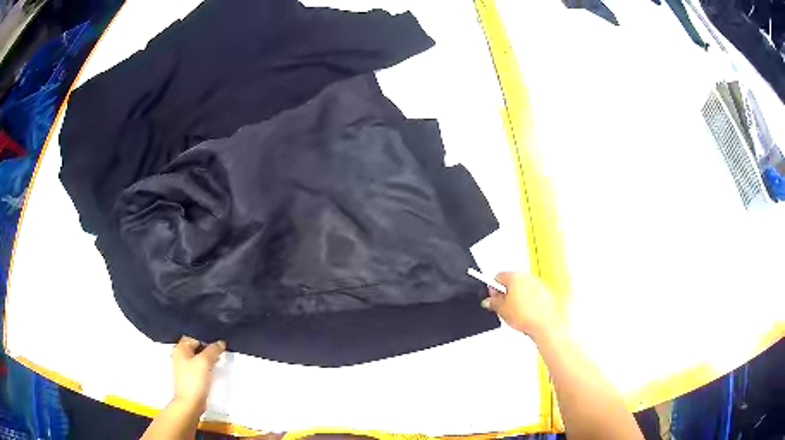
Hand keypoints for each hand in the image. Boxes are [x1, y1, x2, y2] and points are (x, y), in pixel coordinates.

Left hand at [171, 336, 225, 412]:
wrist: (190, 403)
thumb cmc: (194, 381)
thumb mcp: (204, 362)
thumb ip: (213, 350)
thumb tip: (221, 343)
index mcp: (180, 348)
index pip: (194, 336)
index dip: (207, 338)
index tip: (219, 343)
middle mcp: (180, 355)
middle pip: (196, 346)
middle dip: (208, 348)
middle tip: (220, 351)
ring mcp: (184, 366)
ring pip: (198, 356)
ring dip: (208, 357)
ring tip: (219, 360)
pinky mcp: (190, 376)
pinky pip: (199, 366)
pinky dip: (206, 365)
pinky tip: (213, 368)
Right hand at [481, 272, 561, 342]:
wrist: (544, 323)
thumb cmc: (526, 315)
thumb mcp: (501, 310)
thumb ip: (492, 302)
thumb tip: (489, 301)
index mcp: (514, 276)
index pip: (498, 277)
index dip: (493, 289)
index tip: (492, 298)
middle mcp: (527, 277)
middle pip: (511, 281)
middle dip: (506, 293)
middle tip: (502, 306)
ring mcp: (538, 284)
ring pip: (523, 288)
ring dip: (517, 297)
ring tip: (514, 312)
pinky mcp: (546, 292)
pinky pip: (533, 294)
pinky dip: (528, 301)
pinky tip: (525, 313)